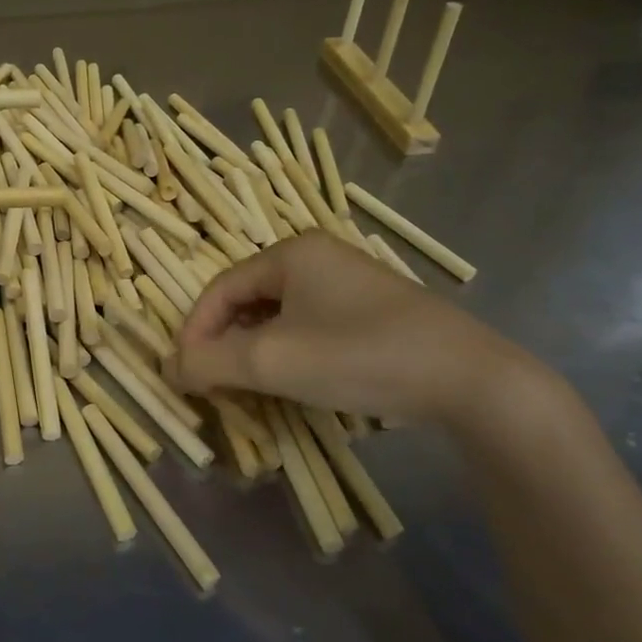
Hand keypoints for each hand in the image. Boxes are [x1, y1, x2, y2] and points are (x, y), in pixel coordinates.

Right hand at [171, 232, 527, 425]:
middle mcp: (318, 258)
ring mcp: (350, 283)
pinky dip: (289, 352)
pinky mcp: (373, 311)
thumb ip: (210, 362)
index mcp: (290, 253)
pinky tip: (294, 381)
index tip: (183, 373)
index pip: (219, 289)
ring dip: (254, 351)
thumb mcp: (272, 362)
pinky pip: (310, 326)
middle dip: (224, 343)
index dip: (194, 331)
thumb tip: (169, 367)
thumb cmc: (360, 356)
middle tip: (213, 383)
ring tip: (248, 387)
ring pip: (279, 316)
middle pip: (247, 300)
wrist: (472, 381)